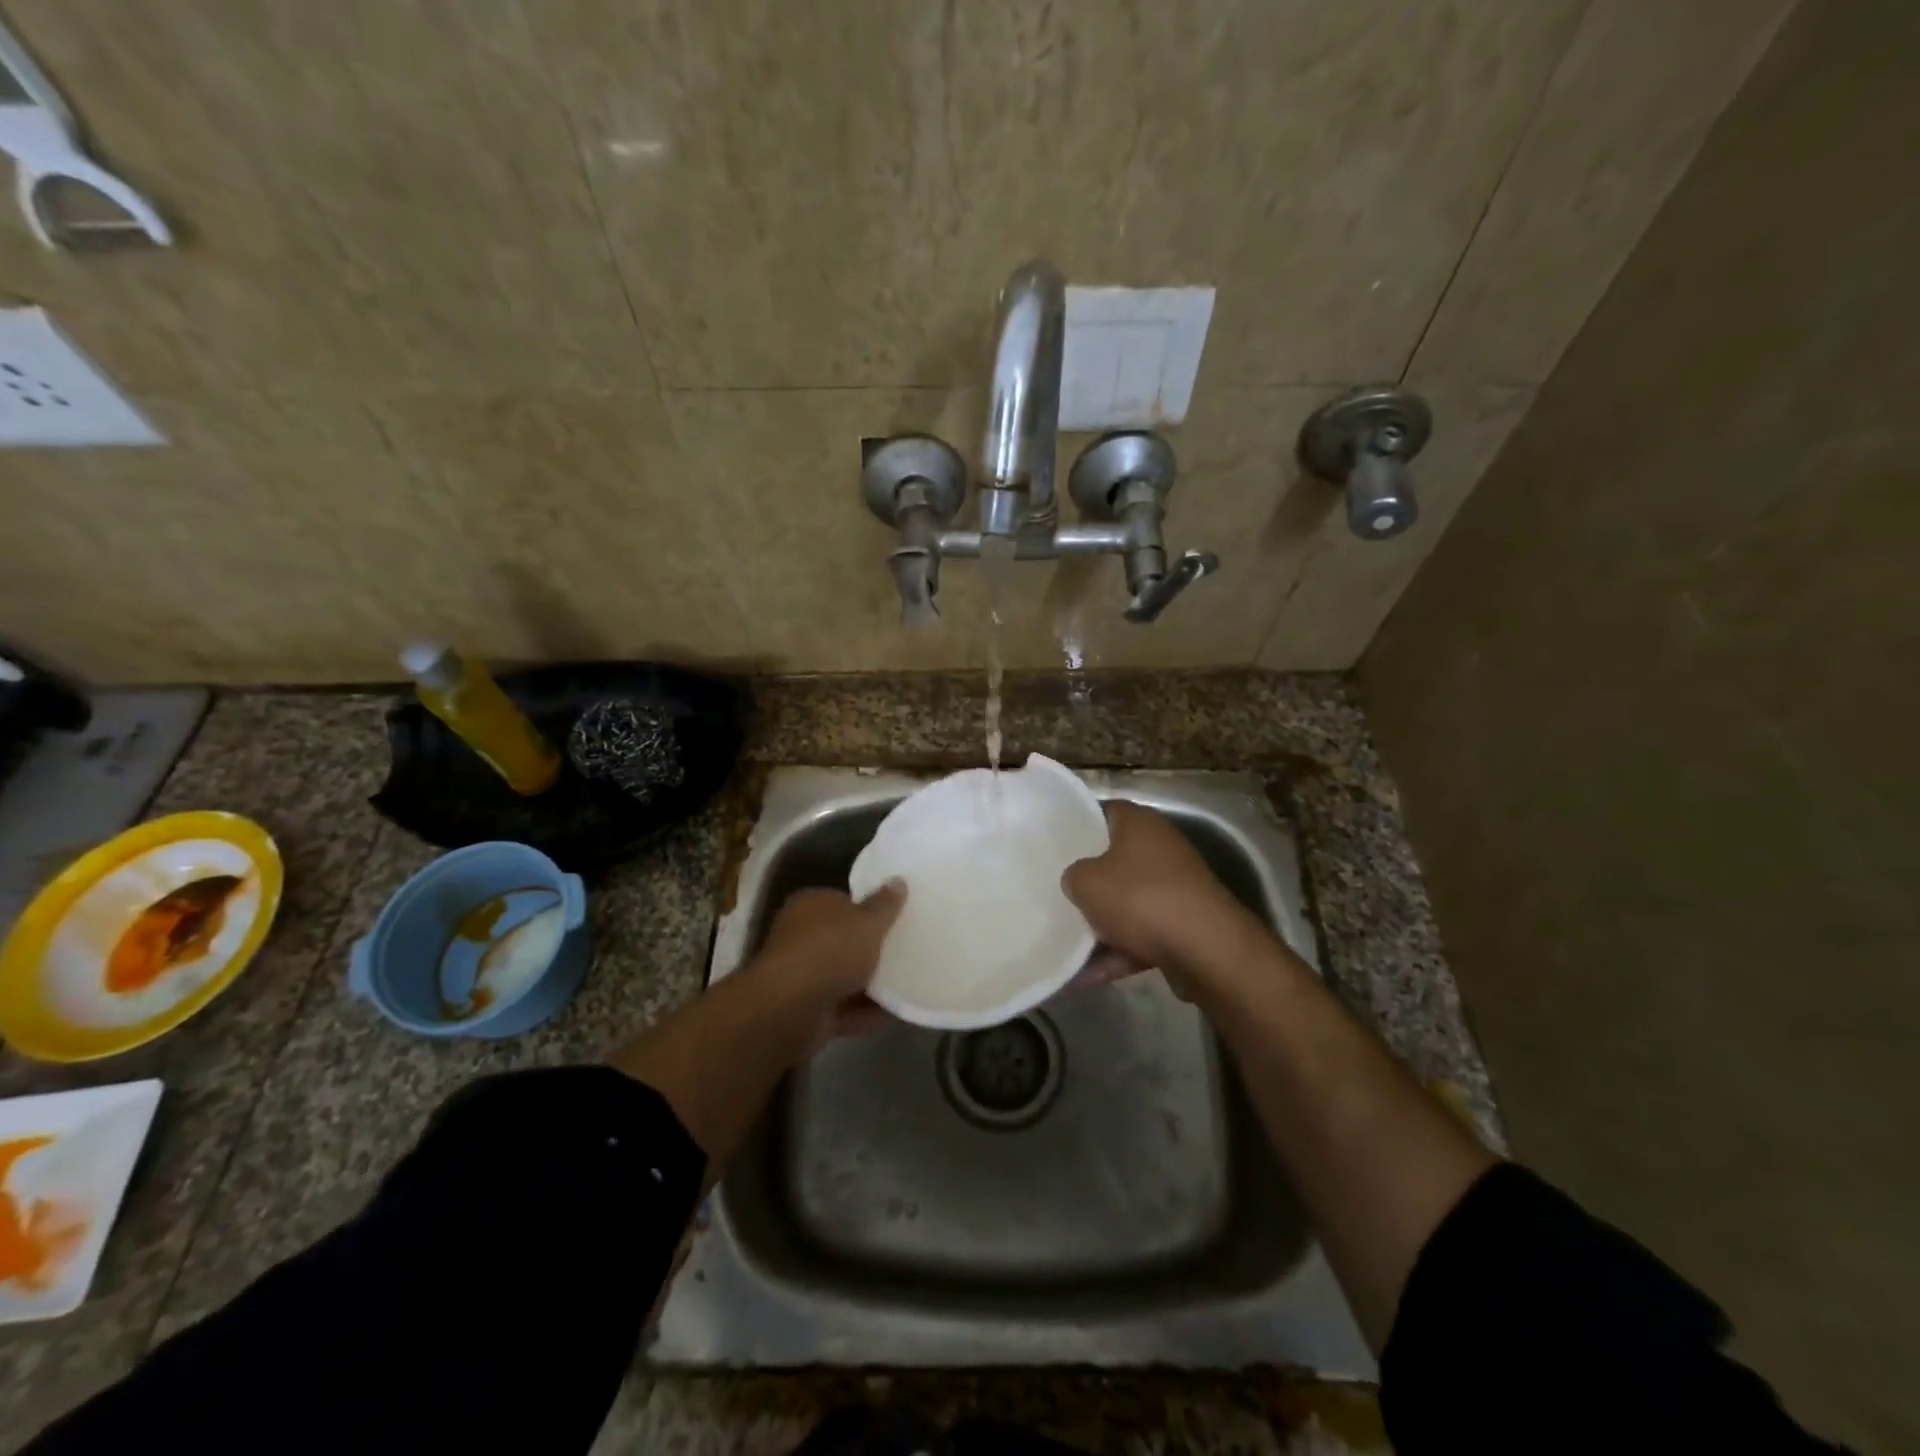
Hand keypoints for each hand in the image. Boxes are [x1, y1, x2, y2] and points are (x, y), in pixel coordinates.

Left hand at [750, 883, 904, 1041]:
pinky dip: (864, 1012)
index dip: (865, 909)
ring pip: (841, 977)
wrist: (791, 1008)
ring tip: (905, 984)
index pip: (840, 901)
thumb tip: (898, 881)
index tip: (892, 919)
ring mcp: (801, 977)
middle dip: (867, 949)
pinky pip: (843, 1008)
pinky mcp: (806, 1011)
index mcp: (810, 906)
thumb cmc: (830, 949)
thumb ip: (885, 905)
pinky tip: (893, 1013)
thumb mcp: (867, 921)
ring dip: (868, 984)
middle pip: (841, 940)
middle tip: (902, 950)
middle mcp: (800, 937)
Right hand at [1061, 800, 1258, 987]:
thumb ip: (1073, 875)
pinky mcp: (1184, 924)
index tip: (1054, 845)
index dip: (1078, 826)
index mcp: (1139, 824)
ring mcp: (1176, 888)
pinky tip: (1086, 978)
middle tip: (1057, 893)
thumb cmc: (1140, 898)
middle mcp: (1161, 848)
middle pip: (1115, 860)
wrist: (1206, 949)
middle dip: (1088, 881)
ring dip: (1100, 926)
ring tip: (1064, 947)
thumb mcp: (1086, 881)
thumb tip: (1078, 880)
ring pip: (1128, 902)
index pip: (1103, 813)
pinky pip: (1141, 935)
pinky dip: (1118, 953)